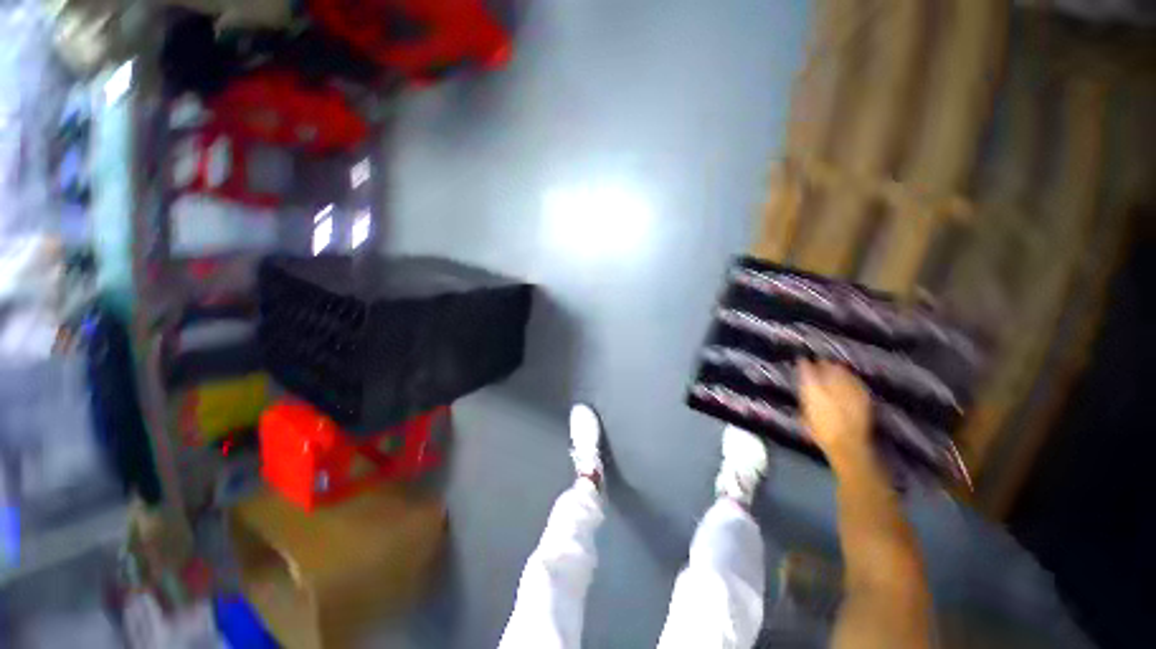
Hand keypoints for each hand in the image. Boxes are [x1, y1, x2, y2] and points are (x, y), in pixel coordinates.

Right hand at [798, 359, 872, 466]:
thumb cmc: (821, 433)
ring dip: (837, 369)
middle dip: (822, 364)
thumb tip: (804, 393)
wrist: (848, 445)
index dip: (803, 364)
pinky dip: (851, 378)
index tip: (802, 360)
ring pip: (842, 372)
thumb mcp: (804, 416)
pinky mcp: (863, 395)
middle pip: (826, 367)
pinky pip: (855, 381)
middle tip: (819, 362)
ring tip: (834, 367)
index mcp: (812, 389)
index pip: (806, 369)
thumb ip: (805, 401)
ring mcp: (848, 389)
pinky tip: (850, 378)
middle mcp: (830, 385)